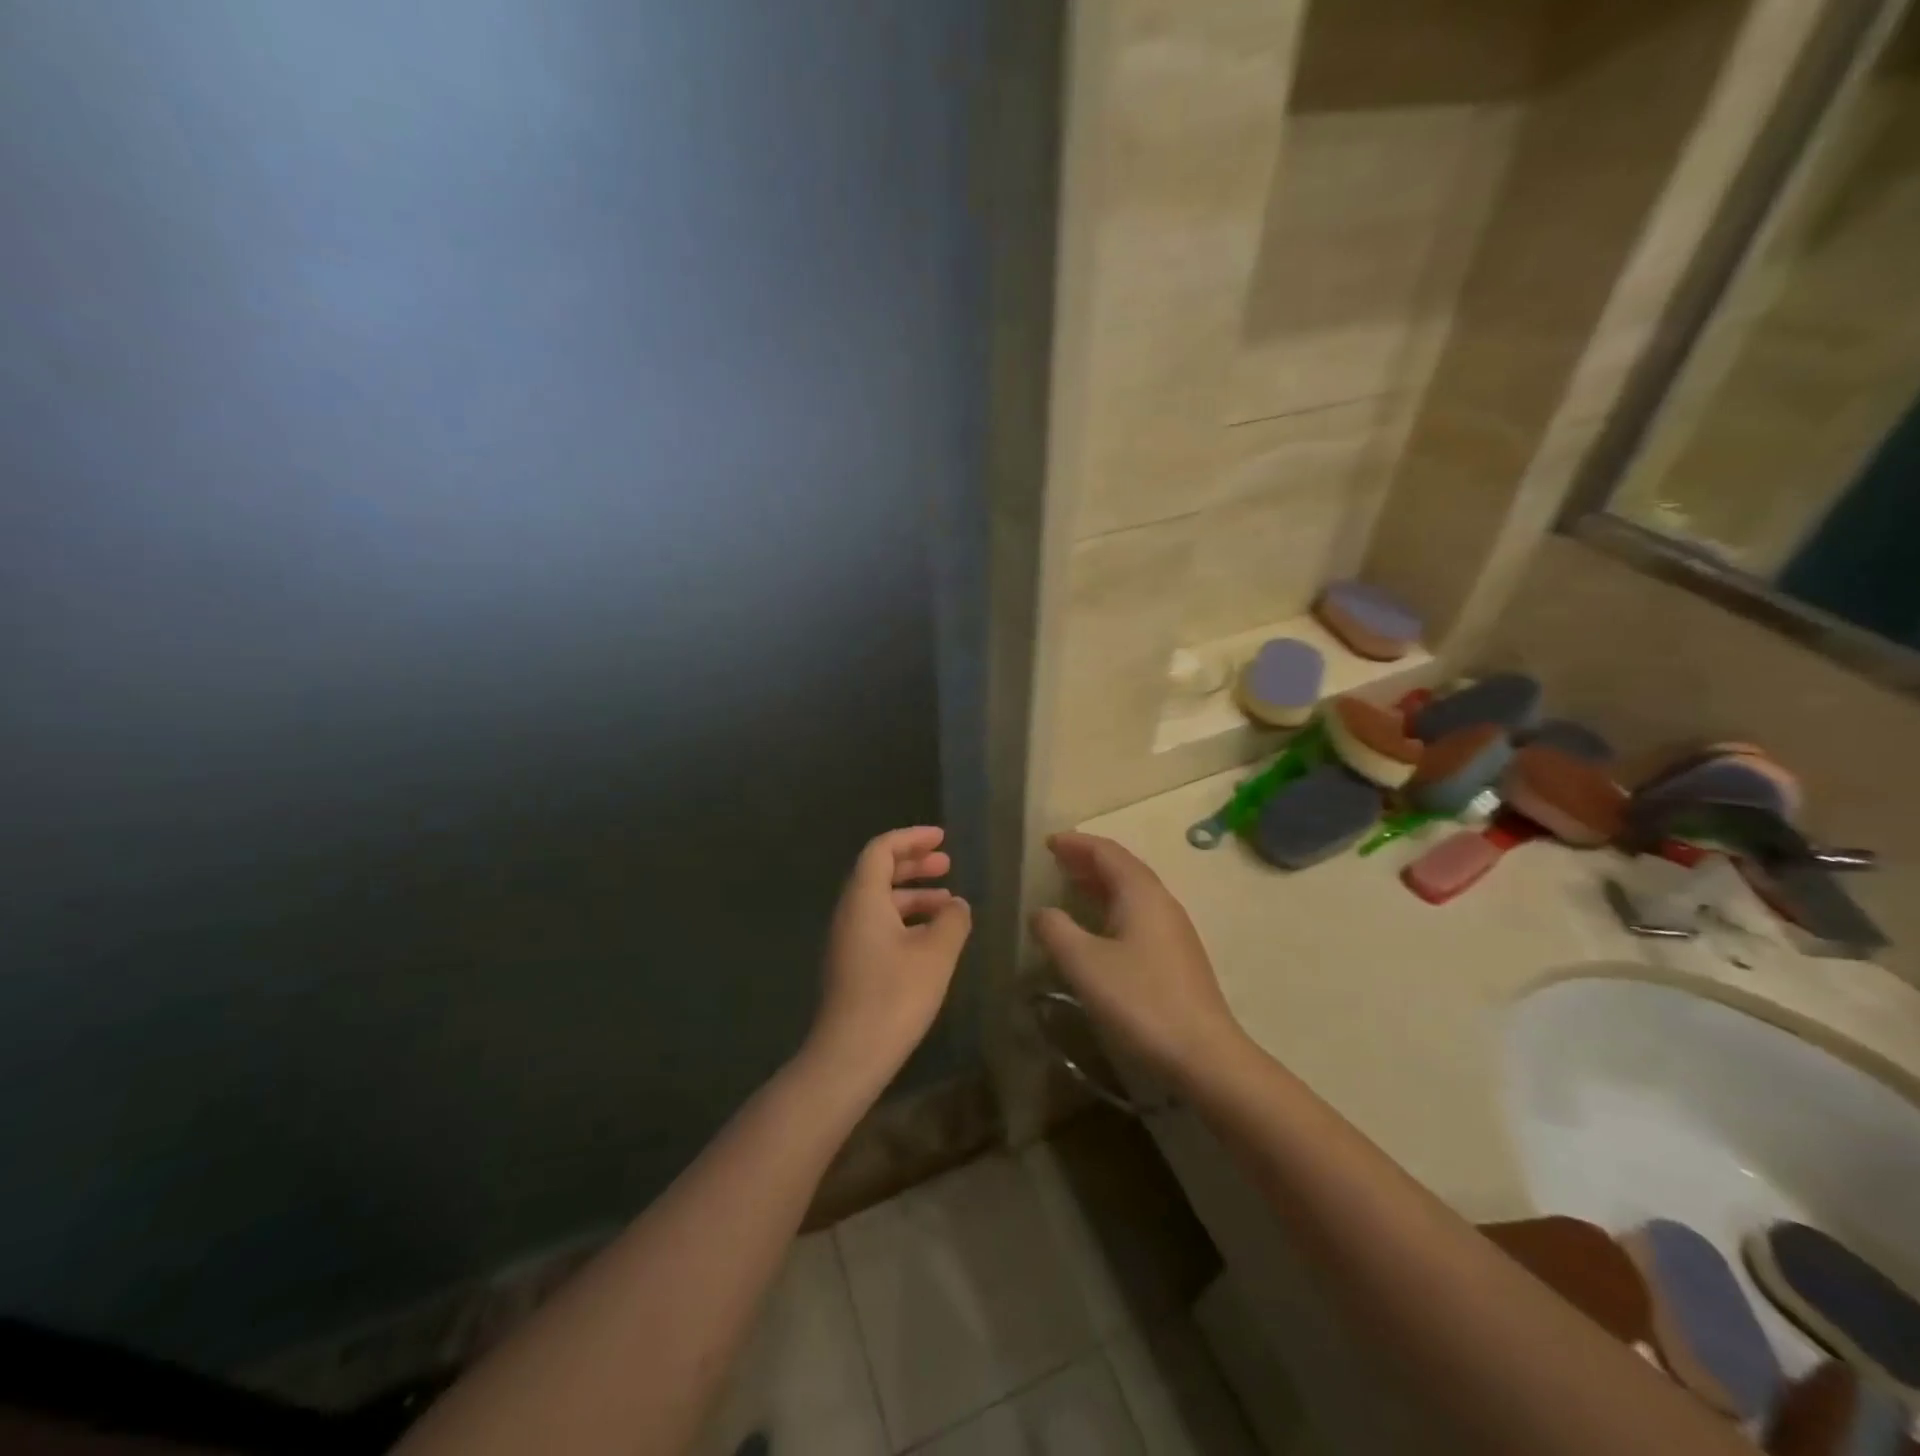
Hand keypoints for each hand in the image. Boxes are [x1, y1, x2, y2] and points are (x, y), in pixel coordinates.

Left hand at [809, 826, 970, 1086]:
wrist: (849, 1055)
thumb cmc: (895, 995)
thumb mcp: (936, 953)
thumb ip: (952, 921)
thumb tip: (958, 905)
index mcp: (863, 899)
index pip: (881, 850)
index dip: (912, 839)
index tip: (942, 838)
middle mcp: (849, 913)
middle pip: (879, 873)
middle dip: (914, 864)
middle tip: (948, 863)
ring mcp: (847, 941)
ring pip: (881, 902)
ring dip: (914, 895)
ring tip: (951, 904)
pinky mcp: (852, 965)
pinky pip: (879, 925)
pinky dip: (906, 920)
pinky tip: (933, 939)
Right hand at [1032, 832, 1242, 1080]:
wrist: (1204, 1056)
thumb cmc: (1140, 1001)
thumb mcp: (1084, 963)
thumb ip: (1056, 930)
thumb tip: (1042, 913)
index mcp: (1141, 894)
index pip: (1107, 852)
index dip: (1077, 843)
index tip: (1049, 842)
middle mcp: (1162, 903)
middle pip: (1123, 868)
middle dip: (1088, 860)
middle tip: (1057, 859)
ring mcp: (1174, 931)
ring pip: (1133, 893)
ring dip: (1101, 884)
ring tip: (1072, 886)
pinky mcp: (1177, 957)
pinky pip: (1139, 915)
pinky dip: (1112, 907)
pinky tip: (1100, 928)